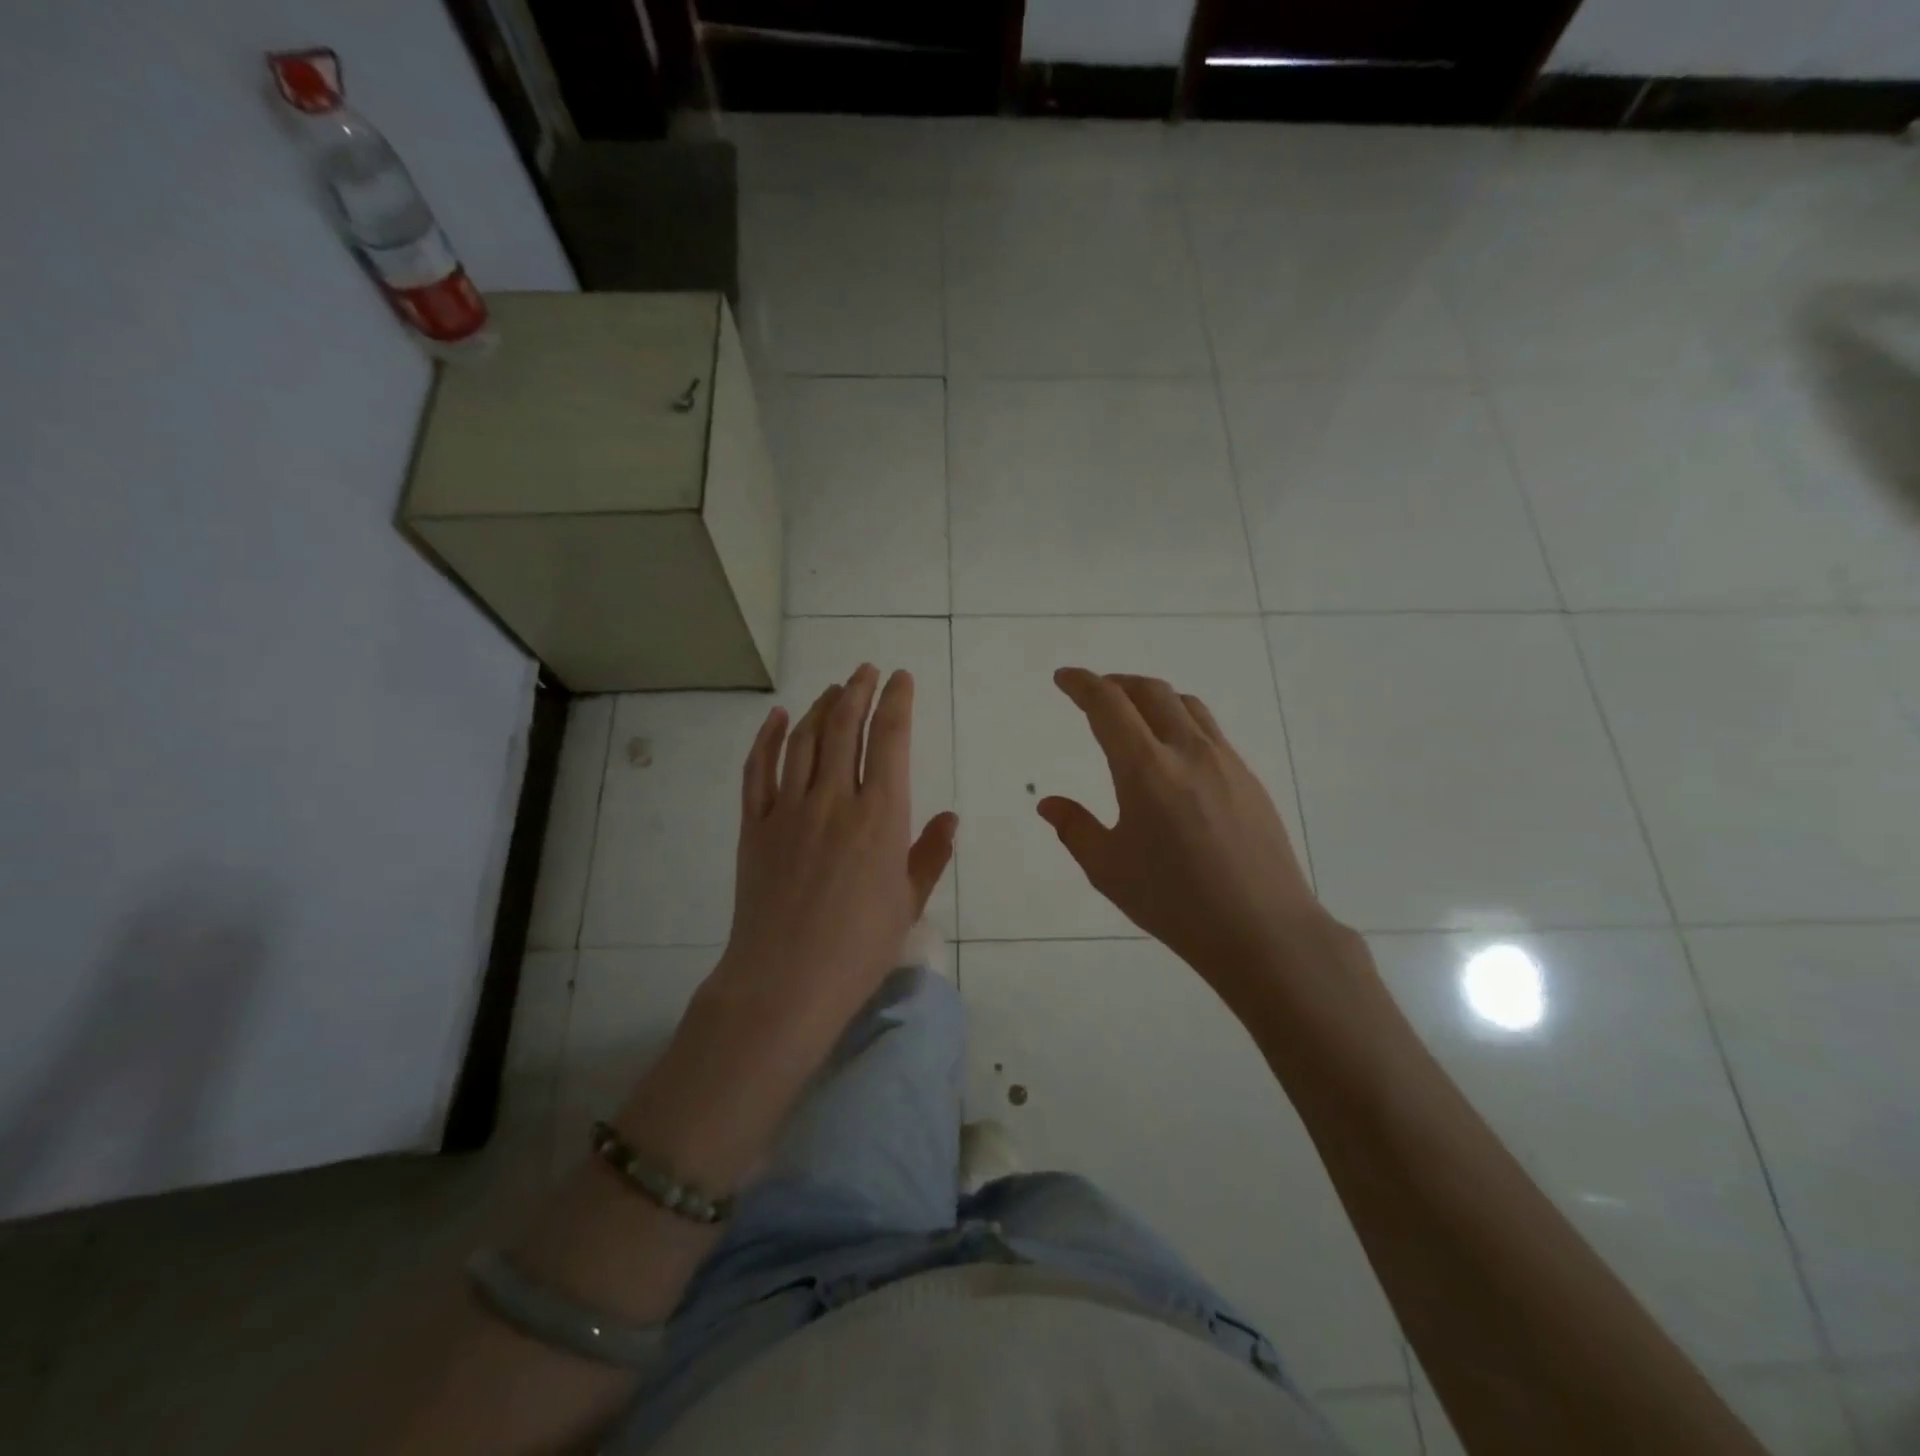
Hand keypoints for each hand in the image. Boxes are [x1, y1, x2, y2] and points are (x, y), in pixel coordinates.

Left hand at [710, 663, 956, 1048]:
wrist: (785, 980)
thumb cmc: (859, 947)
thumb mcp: (908, 902)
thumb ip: (930, 854)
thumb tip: (949, 816)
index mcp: (880, 815)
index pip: (890, 739)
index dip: (896, 701)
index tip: (900, 678)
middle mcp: (834, 798)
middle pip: (845, 726)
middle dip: (858, 691)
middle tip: (866, 670)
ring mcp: (789, 808)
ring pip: (804, 739)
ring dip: (820, 707)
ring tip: (833, 688)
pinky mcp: (755, 824)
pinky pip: (759, 769)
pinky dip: (769, 737)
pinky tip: (779, 717)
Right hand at [1038, 668, 1341, 1003]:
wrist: (1263, 930)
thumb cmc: (1175, 903)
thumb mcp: (1109, 870)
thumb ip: (1075, 828)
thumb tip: (1049, 803)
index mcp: (1146, 770)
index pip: (1108, 704)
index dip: (1082, 684)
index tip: (1064, 678)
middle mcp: (1187, 751)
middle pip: (1150, 691)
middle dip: (1116, 682)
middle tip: (1094, 692)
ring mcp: (1225, 761)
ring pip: (1185, 705)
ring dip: (1152, 697)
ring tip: (1134, 714)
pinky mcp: (1248, 778)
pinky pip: (1209, 730)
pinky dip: (1180, 721)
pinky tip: (1174, 753)